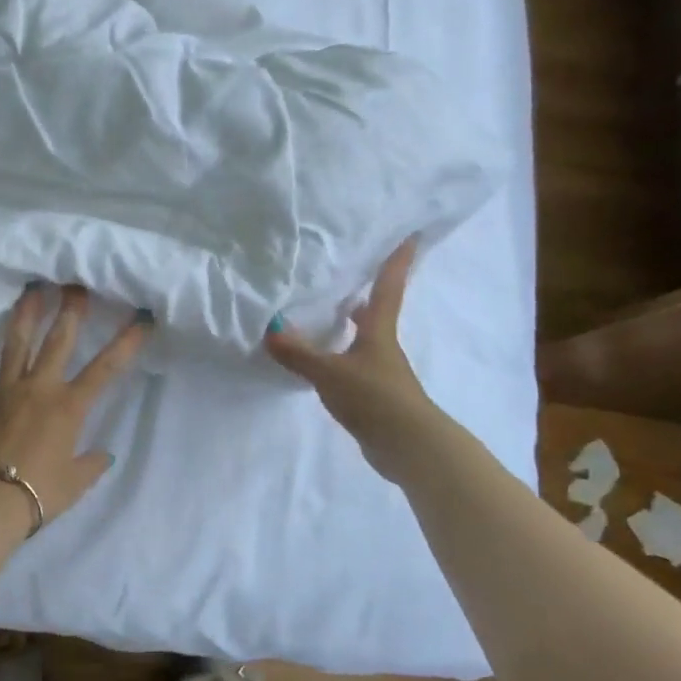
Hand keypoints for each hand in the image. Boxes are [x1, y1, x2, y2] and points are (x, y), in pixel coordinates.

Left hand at [0, 285, 149, 521]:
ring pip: (14, 345)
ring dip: (23, 316)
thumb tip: (104, 455)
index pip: (105, 369)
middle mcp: (37, 388)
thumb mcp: (75, 483)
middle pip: (57, 341)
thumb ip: (91, 464)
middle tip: (75, 284)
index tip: (141, 318)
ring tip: (29, 290)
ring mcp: (2, 391)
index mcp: (68, 407)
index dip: (126, 342)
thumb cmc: (37, 493)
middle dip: (70, 310)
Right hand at [263, 240, 434, 474]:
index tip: (411, 234)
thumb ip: (299, 353)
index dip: (397, 261)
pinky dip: (341, 356)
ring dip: (351, 326)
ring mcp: (382, 372)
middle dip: (365, 294)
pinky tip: (323, 362)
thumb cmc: (374, 397)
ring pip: (364, 340)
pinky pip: (354, 365)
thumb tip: (269, 330)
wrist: (408, 446)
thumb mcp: (329, 372)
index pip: (388, 287)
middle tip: (349, 275)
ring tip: (327, 315)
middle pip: (376, 313)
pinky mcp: (376, 396)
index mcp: (377, 331)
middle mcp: (383, 346)